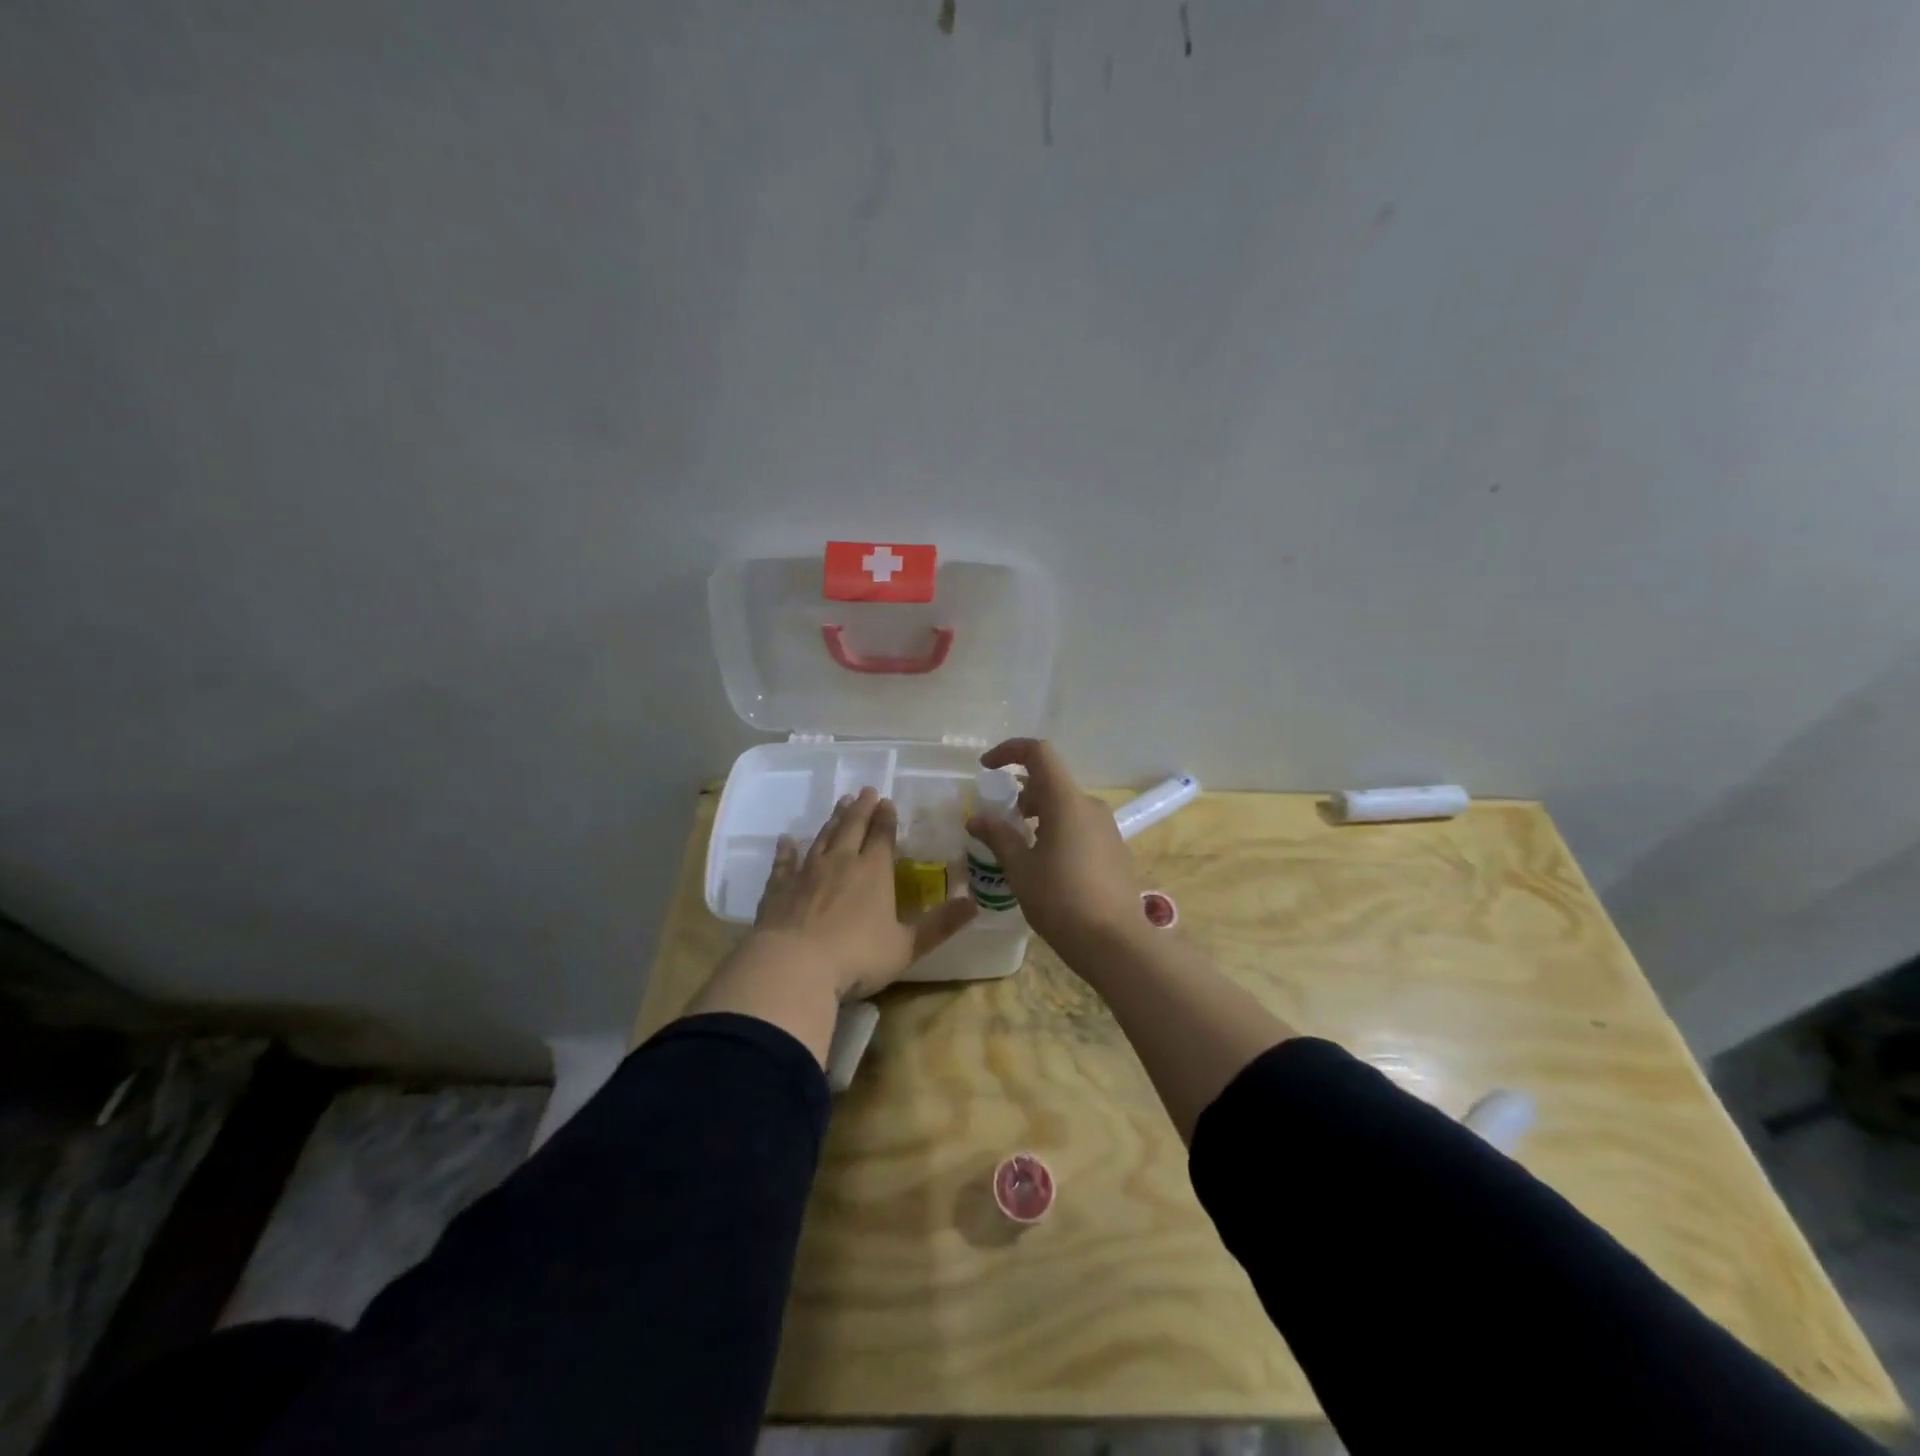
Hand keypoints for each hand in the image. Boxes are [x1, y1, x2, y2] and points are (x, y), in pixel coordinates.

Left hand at [753, 786, 977, 1000]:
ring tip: (840, 804)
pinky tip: (786, 840)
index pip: (883, 836)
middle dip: (861, 808)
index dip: (887, 818)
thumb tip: (975, 904)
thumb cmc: (857, 957)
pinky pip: (784, 862)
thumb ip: (940, 925)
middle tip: (866, 791)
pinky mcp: (779, 887)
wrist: (794, 966)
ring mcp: (807, 872)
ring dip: (833, 819)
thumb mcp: (907, 946)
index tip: (888, 801)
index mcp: (874, 871)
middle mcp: (841, 862)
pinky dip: (787, 849)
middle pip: (852, 826)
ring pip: (823, 837)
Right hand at [964, 739, 1141, 954]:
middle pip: (1051, 781)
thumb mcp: (1020, 868)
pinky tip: (1045, 864)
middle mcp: (1090, 806)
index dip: (1009, 751)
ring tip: (1020, 845)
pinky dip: (1056, 830)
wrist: (1115, 941)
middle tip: (1001, 820)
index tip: (986, 768)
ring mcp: (1106, 827)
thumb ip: (998, 836)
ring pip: (1066, 805)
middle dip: (1021, 792)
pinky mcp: (1114, 849)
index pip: (1039, 753)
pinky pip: (1079, 825)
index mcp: (1066, 801)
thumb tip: (976, 818)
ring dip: (1039, 813)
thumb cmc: (1061, 900)